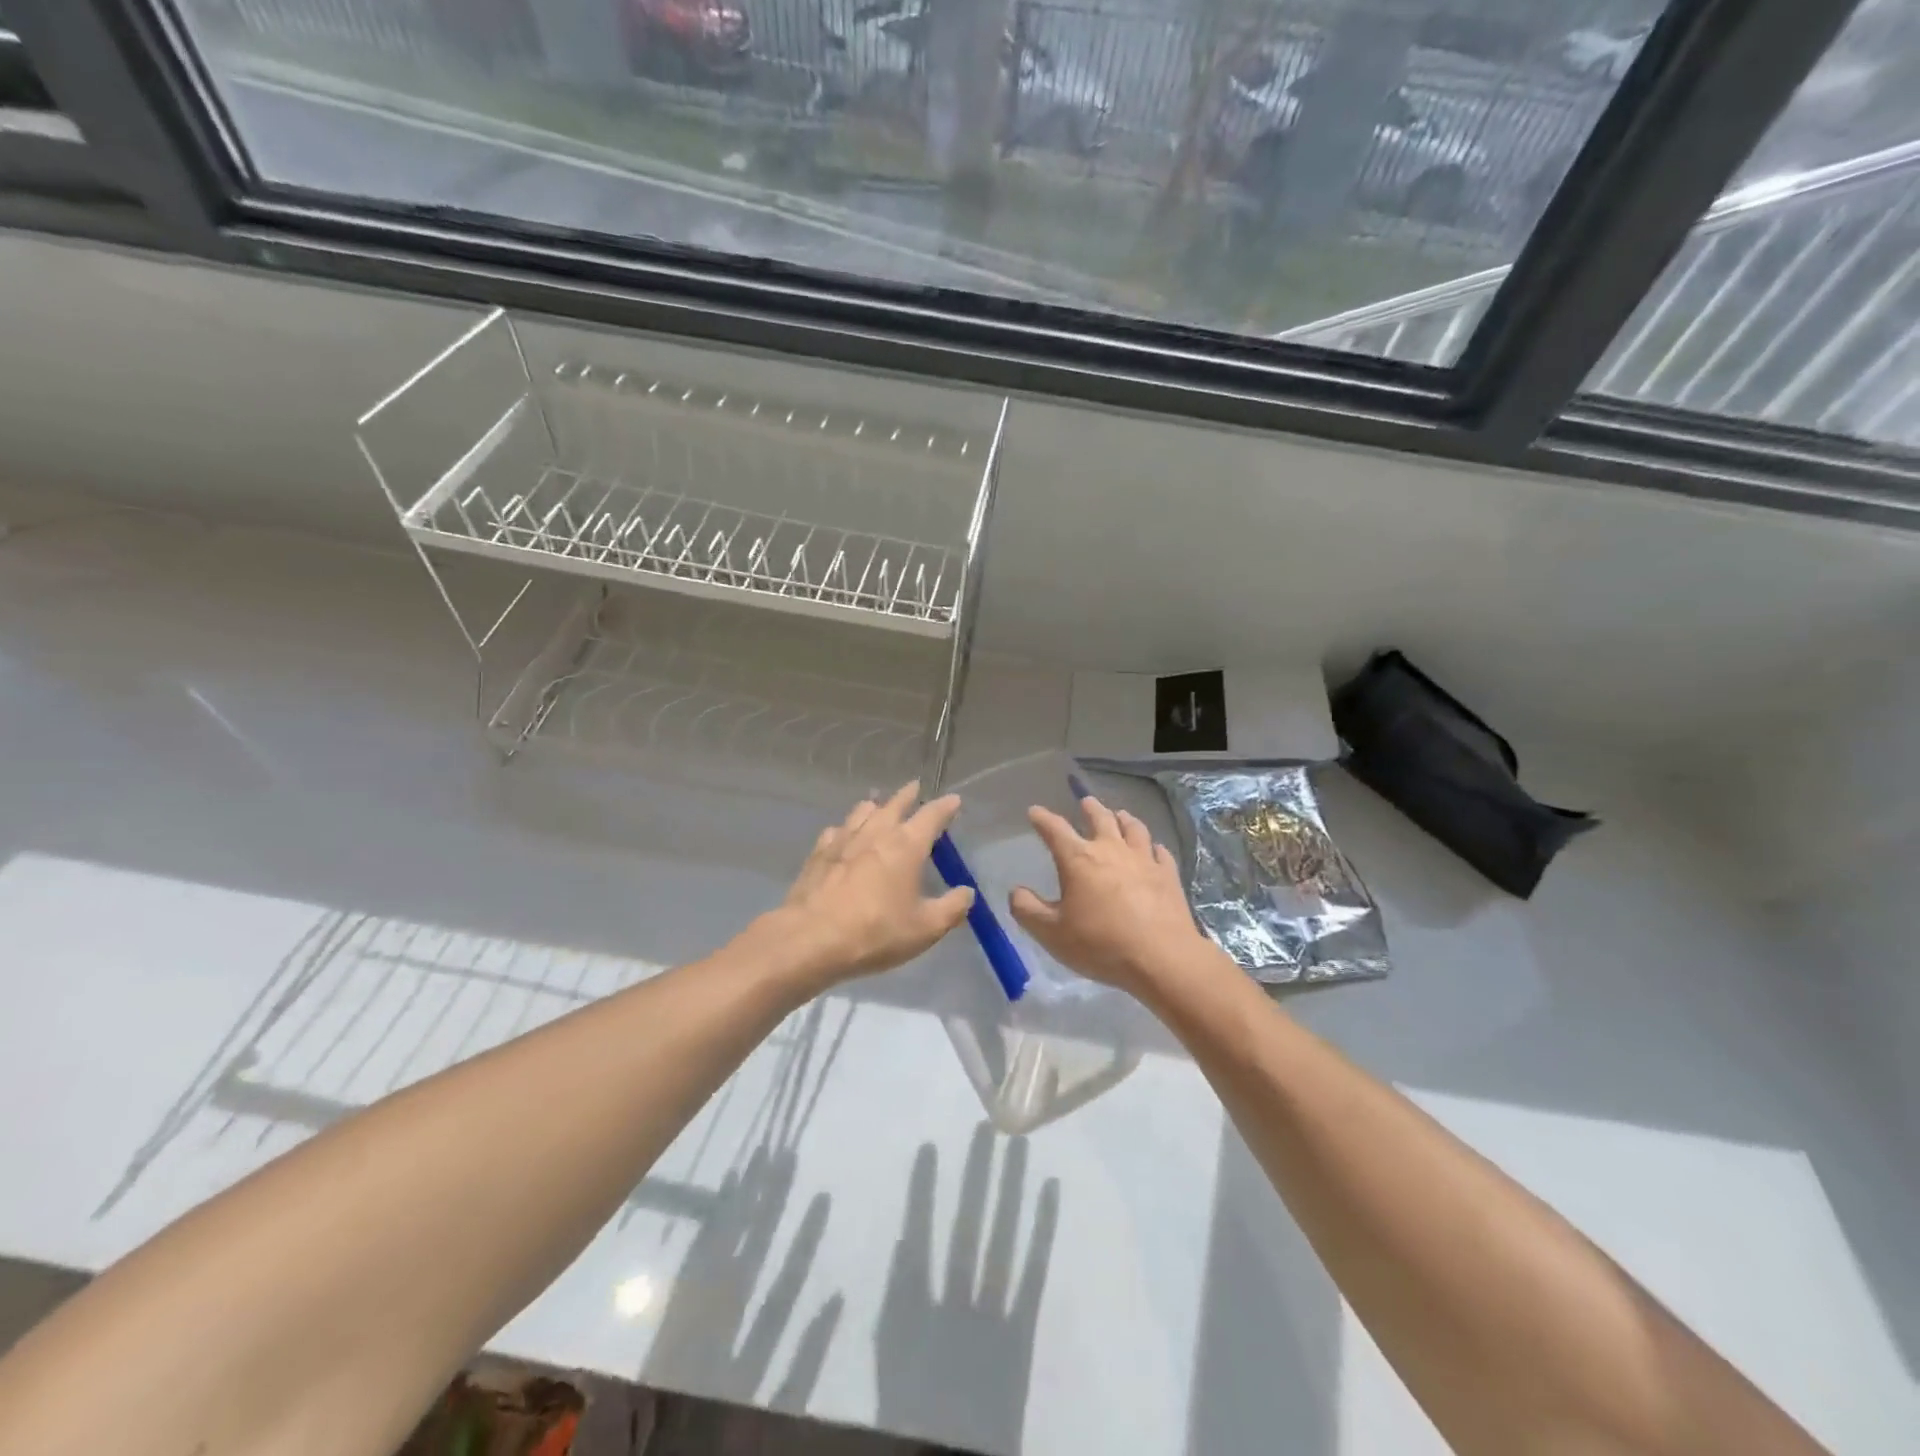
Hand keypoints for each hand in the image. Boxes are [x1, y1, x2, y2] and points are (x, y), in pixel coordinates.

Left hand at [771, 782, 972, 986]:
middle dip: (908, 795)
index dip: (945, 807)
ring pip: (862, 812)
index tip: (953, 800)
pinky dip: (846, 828)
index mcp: (906, 845)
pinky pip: (836, 831)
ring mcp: (843, 840)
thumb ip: (951, 908)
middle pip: (894, 804)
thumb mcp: (925, 928)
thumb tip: (967, 892)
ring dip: (875, 806)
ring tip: (878, 805)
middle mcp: (876, 833)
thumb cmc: (876, 931)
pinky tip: (843, 835)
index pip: (932, 816)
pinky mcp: (818, 854)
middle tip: (914, 787)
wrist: (811, 938)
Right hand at [1008, 794, 1216, 1000]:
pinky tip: (1154, 849)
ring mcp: (1144, 859)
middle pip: (1100, 818)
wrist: (1161, 957)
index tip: (1035, 812)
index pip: (1055, 829)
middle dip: (1090, 808)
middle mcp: (1111, 850)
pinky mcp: (1168, 874)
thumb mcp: (1051, 933)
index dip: (1042, 818)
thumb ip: (1027, 910)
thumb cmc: (1101, 944)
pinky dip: (1153, 847)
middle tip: (1085, 802)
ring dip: (1124, 819)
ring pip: (1133, 828)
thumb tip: (1016, 891)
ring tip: (1120, 815)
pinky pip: (1160, 852)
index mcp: (1078, 859)